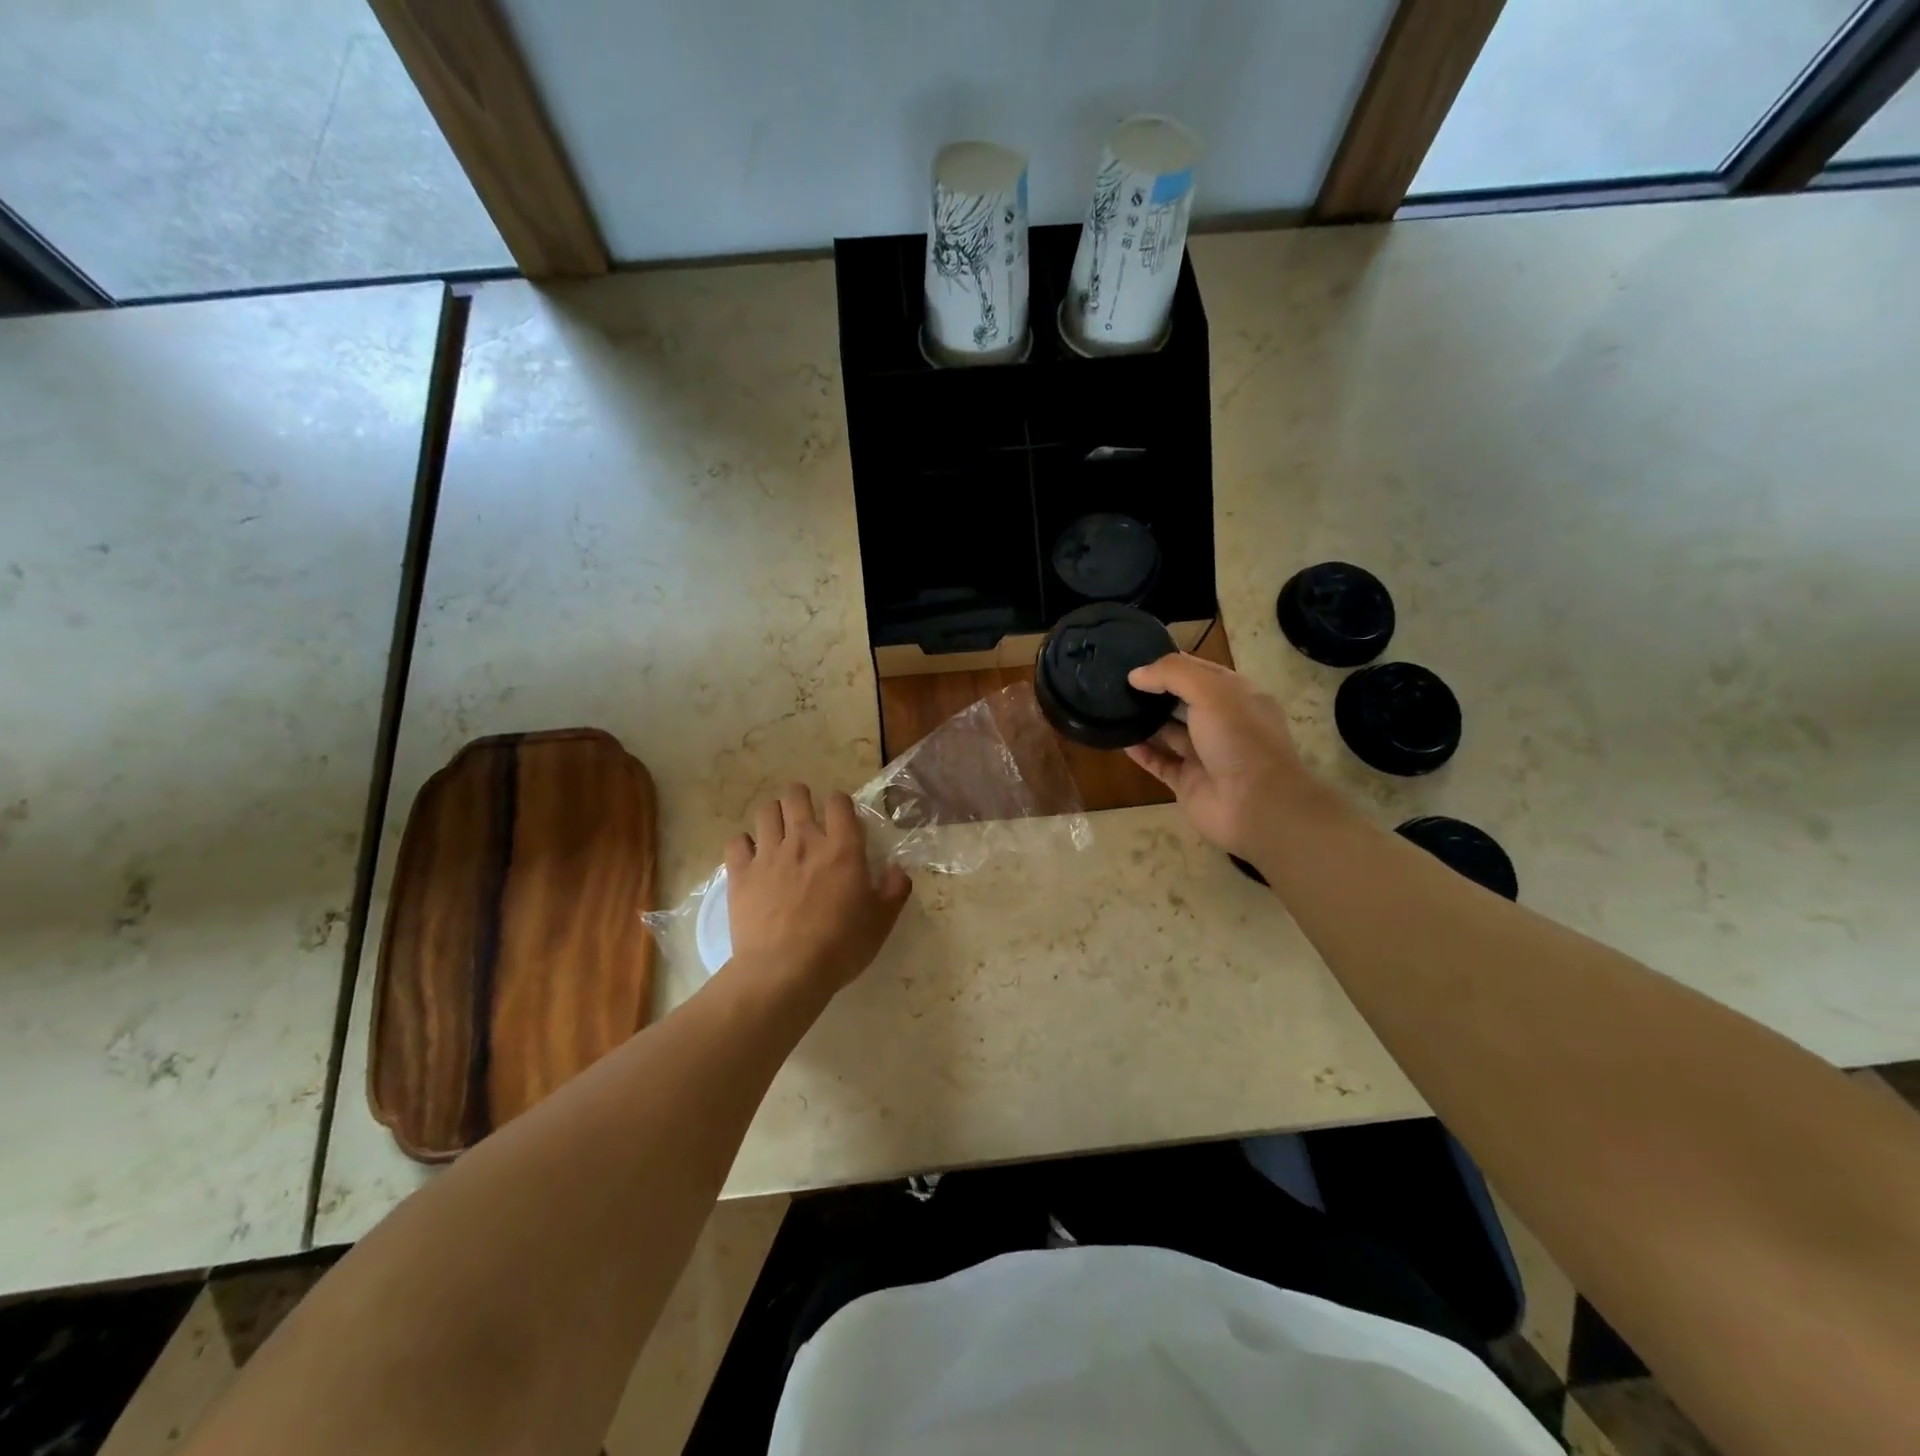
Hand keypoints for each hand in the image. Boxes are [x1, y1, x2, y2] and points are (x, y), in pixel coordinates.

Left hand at [723, 783, 911, 1000]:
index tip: (840, 818)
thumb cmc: (839, 947)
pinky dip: (744, 844)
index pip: (839, 802)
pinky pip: (737, 841)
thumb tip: (896, 869)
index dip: (839, 803)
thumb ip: (894, 890)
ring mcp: (768, 855)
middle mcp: (804, 841)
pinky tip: (751, 857)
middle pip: (796, 795)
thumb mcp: (881, 922)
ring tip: (777, 831)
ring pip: (766, 812)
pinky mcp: (740, 873)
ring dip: (774, 815)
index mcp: (842, 849)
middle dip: (801, 797)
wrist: (784, 972)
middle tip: (805, 815)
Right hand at [1124, 654, 1325, 870]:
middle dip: (1155, 692)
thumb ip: (1173, 674)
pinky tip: (1121, 740)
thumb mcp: (1211, 692)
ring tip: (1114, 708)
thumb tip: (1136, 675)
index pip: (1200, 671)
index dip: (1171, 664)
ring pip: (1169, 733)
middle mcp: (1222, 723)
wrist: (1255, 805)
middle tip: (1117, 683)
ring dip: (1145, 721)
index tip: (1136, 659)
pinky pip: (1160, 763)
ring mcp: (1205, 754)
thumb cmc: (1239, 739)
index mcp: (1237, 696)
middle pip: (1182, 701)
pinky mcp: (1188, 782)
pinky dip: (1142, 752)